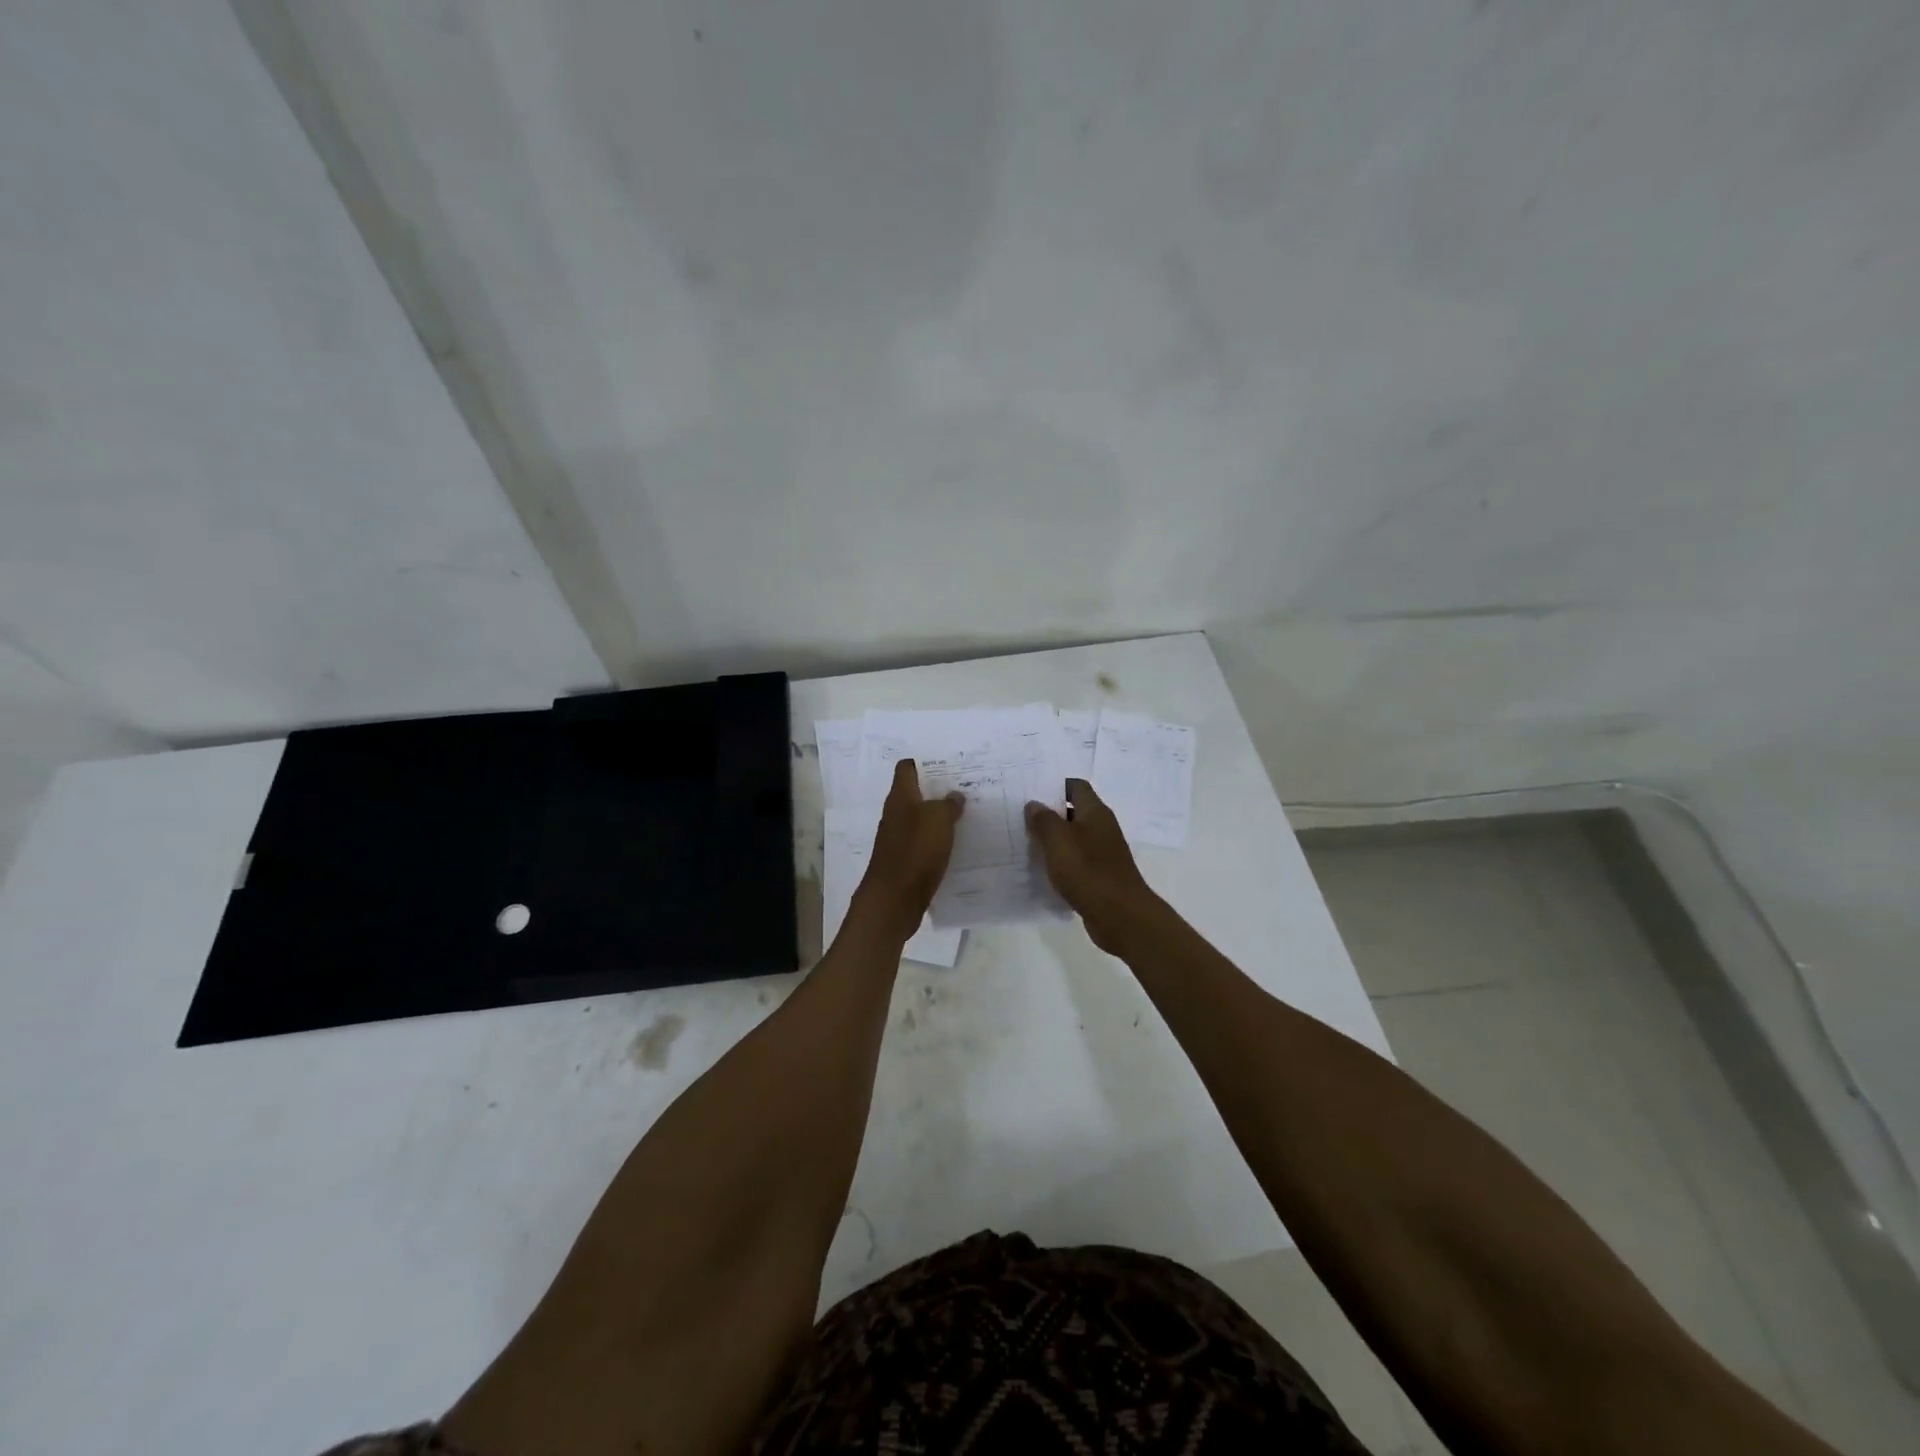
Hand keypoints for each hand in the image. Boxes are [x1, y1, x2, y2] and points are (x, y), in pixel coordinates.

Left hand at [855, 758, 965, 934]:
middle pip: (916, 793)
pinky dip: (940, 839)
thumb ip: (948, 804)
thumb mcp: (938, 820)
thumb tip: (954, 795)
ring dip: (941, 814)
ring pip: (922, 818)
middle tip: (967, 785)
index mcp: (900, 797)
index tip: (949, 761)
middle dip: (939, 788)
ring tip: (969, 811)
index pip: (907, 768)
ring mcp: (899, 838)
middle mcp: (896, 814)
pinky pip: (925, 841)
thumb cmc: (915, 851)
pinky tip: (960, 841)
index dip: (924, 761)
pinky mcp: (906, 860)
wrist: (894, 900)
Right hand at [1025, 779, 1157, 953]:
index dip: (1054, 786)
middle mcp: (1102, 828)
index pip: (1076, 786)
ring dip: (1054, 840)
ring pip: (1074, 838)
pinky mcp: (1101, 875)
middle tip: (1021, 818)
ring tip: (1026, 843)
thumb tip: (1034, 804)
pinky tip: (1043, 871)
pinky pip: (1077, 861)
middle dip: (1049, 814)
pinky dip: (1061, 862)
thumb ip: (1043, 819)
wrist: (1119, 915)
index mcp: (1095, 812)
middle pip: (1074, 812)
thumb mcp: (1058, 840)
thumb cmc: (1087, 870)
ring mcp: (1103, 853)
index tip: (1031, 792)